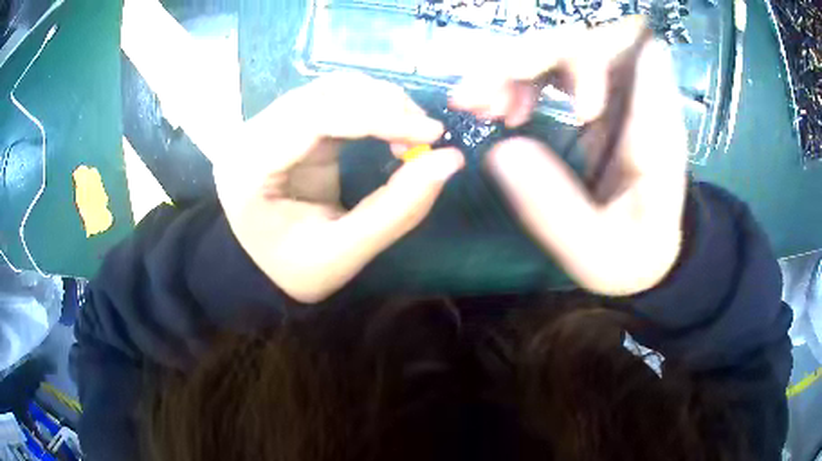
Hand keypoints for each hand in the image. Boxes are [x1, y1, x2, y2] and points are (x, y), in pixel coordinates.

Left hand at [215, 73, 463, 302]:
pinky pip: (332, 98)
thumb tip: (450, 160)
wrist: (264, 267)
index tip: (431, 133)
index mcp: (250, 168)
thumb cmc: (294, 269)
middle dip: (384, 105)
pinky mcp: (287, 123)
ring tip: (412, 132)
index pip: (315, 119)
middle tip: (427, 134)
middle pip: (324, 94)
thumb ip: (398, 209)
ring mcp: (266, 123)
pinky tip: (391, 126)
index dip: (378, 117)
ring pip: (330, 89)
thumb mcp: (344, 253)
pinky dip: (369, 105)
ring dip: (379, 101)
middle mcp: (250, 134)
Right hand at [451, 19, 687, 295]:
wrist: (649, 252)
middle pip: (585, 40)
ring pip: (561, 46)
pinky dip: (517, 78)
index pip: (638, 53)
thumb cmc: (632, 256)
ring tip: (479, 105)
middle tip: (482, 100)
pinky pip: (551, 67)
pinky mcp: (594, 96)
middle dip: (530, 59)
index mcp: (656, 132)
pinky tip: (500, 109)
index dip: (597, 63)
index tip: (574, 111)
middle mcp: (637, 98)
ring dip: (513, 66)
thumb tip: (500, 152)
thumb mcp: (595, 255)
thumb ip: (556, 211)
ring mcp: (614, 93)